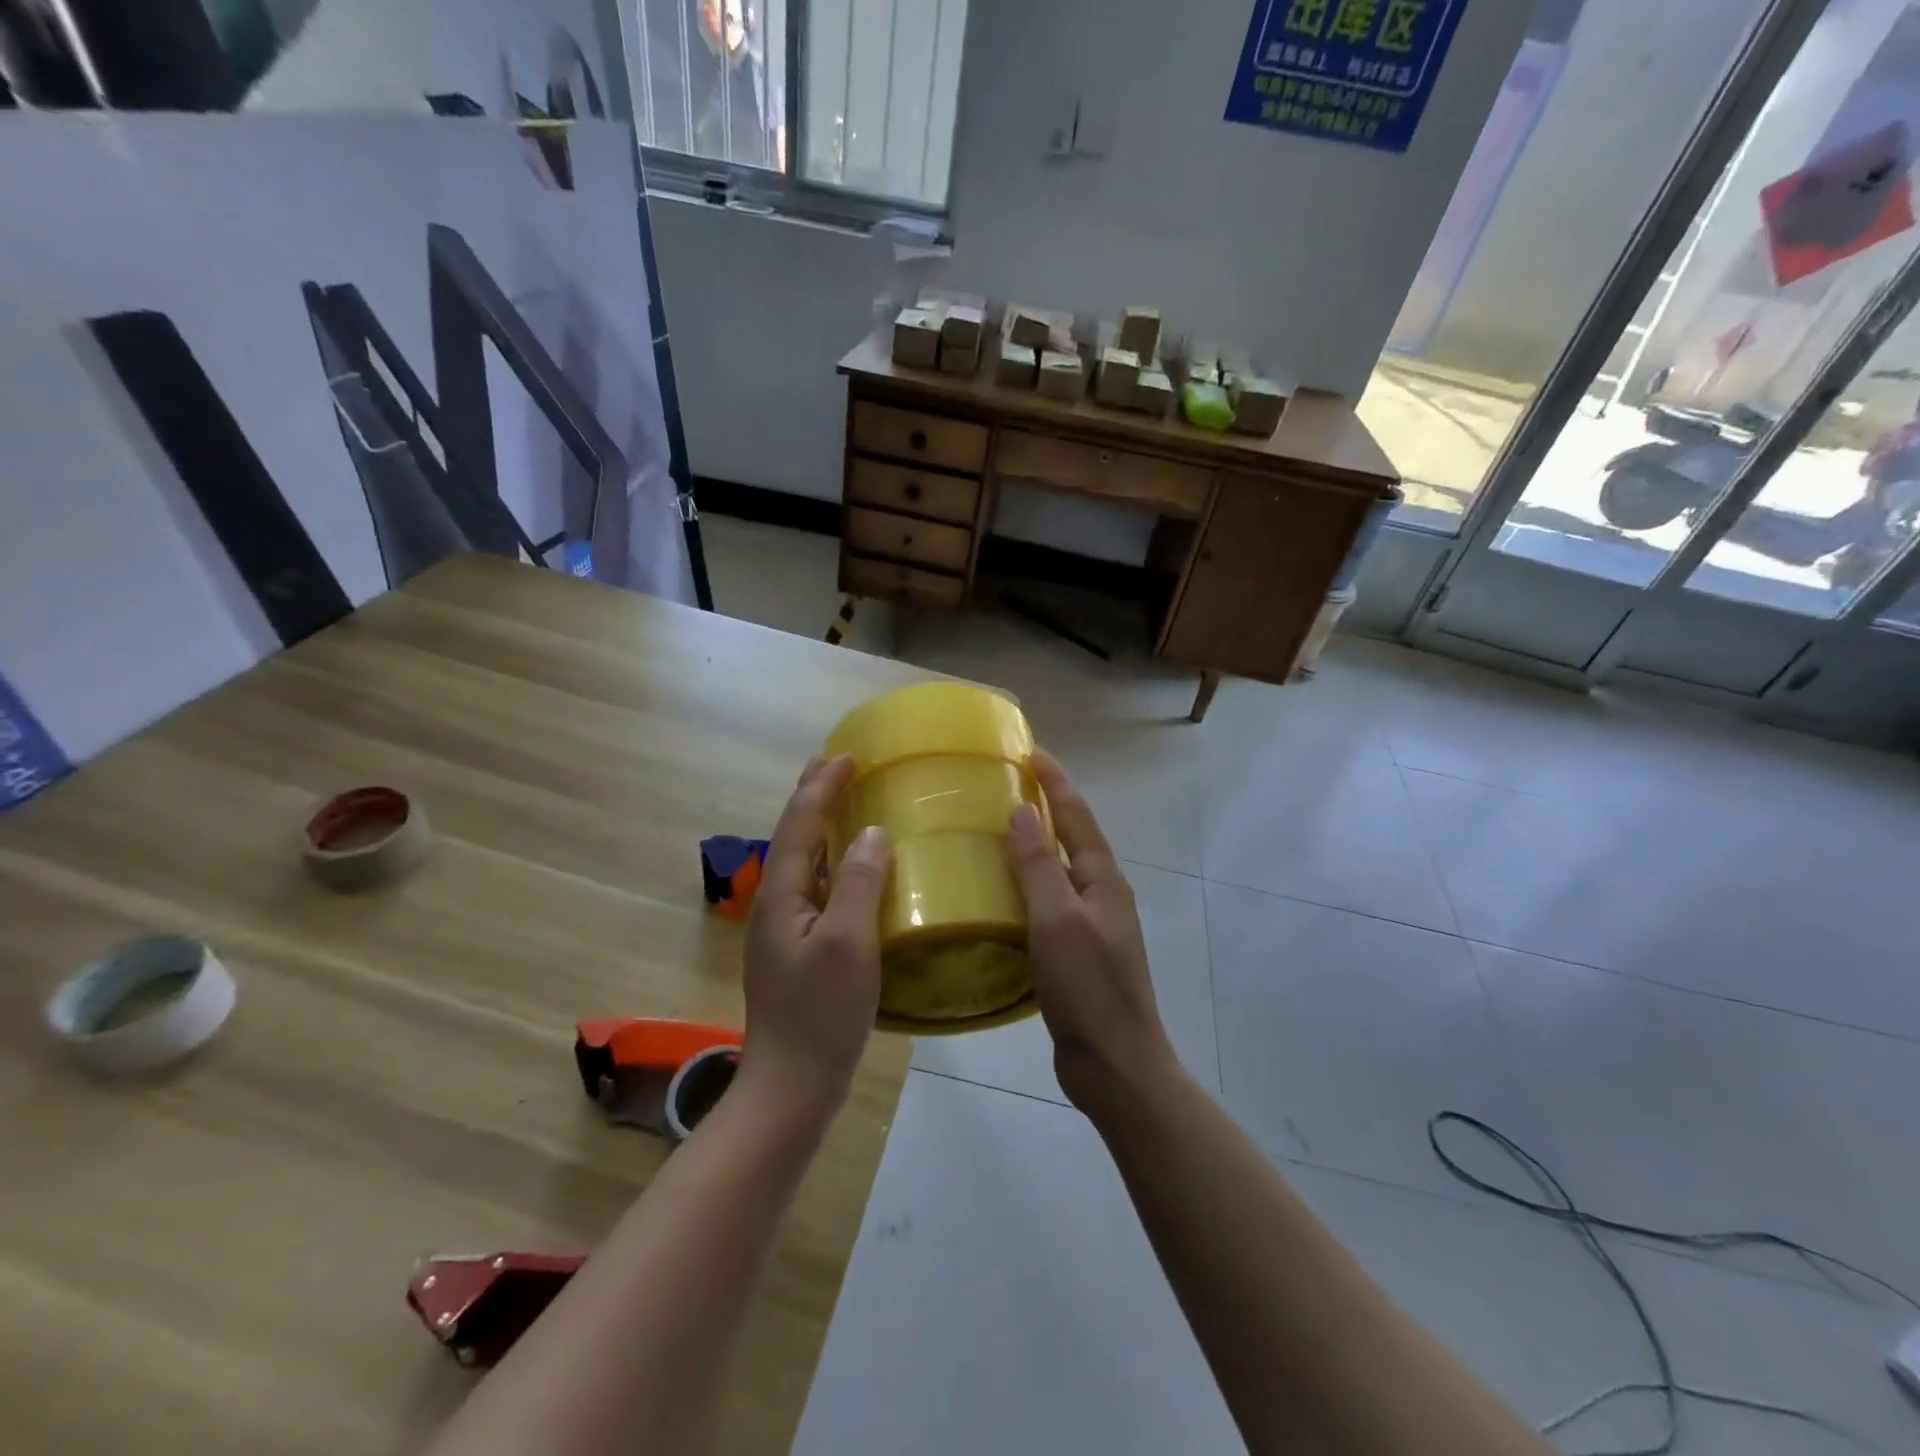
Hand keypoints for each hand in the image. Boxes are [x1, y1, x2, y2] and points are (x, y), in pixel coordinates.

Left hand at [740, 755, 890, 1117]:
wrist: (791, 1087)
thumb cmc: (820, 1014)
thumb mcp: (848, 944)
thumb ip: (860, 883)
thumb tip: (873, 833)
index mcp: (782, 894)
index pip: (800, 823)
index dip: (821, 787)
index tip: (847, 757)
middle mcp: (776, 904)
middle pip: (793, 836)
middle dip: (811, 797)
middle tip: (834, 765)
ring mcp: (783, 930)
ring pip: (803, 862)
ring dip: (820, 827)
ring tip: (842, 803)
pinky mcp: (797, 951)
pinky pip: (815, 888)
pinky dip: (831, 863)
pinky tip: (850, 870)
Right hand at [1006, 751, 1178, 1111]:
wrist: (1115, 1064)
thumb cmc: (1088, 987)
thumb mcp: (1057, 920)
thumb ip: (1038, 866)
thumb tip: (1022, 811)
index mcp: (1102, 879)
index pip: (1076, 814)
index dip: (1054, 780)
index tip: (1028, 749)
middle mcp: (1100, 893)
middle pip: (1071, 836)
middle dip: (1045, 805)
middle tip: (1005, 784)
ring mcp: (1090, 924)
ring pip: (1059, 870)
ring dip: (1034, 844)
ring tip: (995, 829)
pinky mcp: (1075, 952)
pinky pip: (1048, 902)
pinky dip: (1026, 885)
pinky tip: (999, 893)